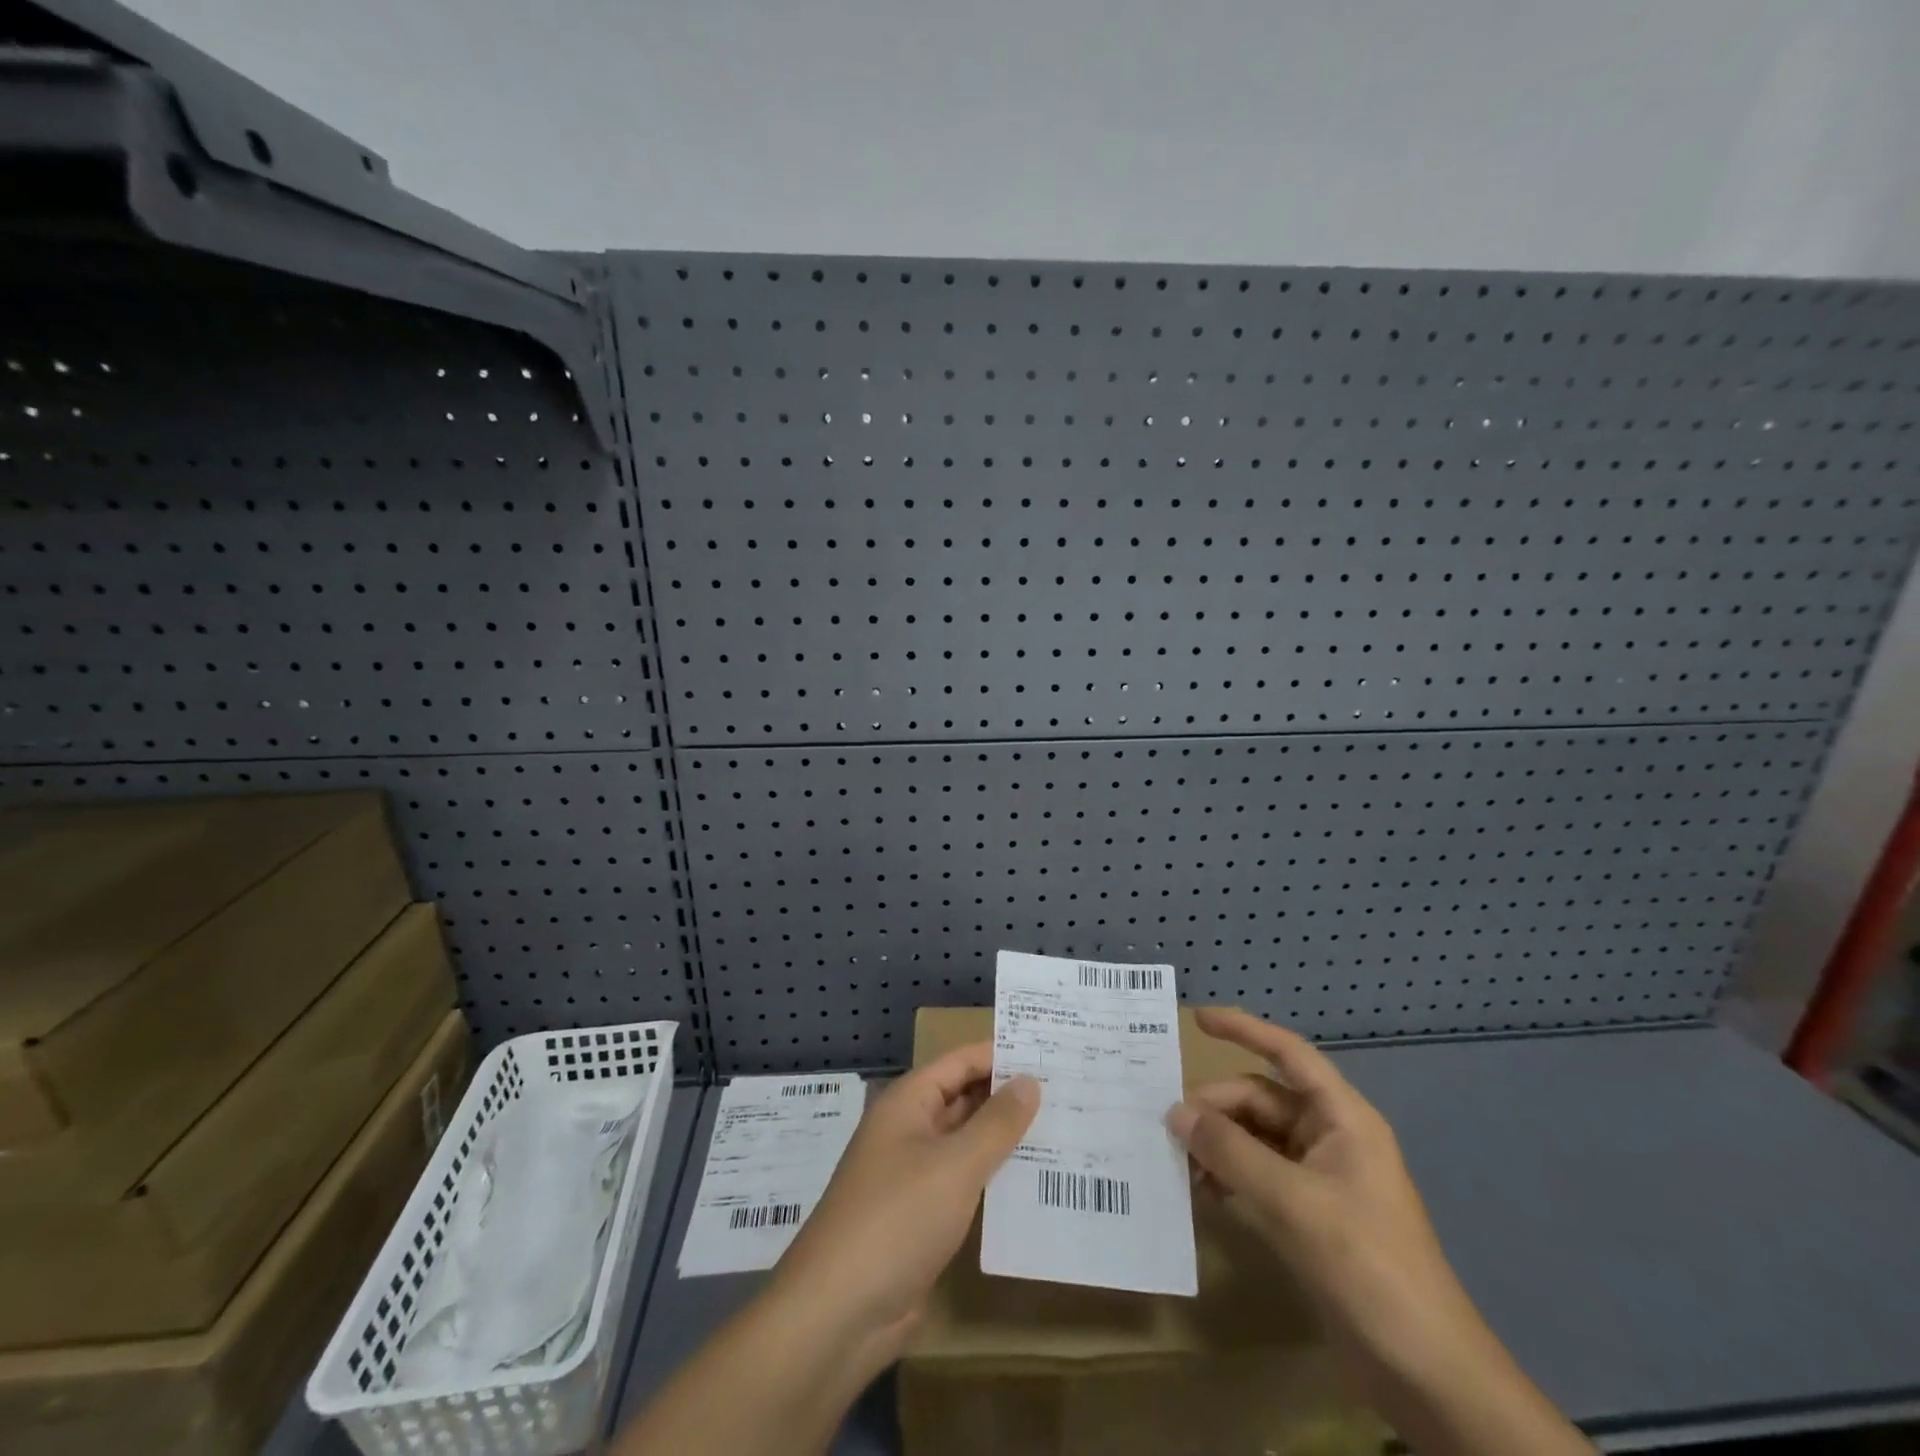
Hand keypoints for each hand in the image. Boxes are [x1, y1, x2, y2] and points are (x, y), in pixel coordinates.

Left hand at [768, 1043, 1038, 1373]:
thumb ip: (996, 1122)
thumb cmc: (897, 1219)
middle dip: (1009, 1095)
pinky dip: (994, 1178)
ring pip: (966, 1142)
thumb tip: (1029, 1080)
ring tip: (1063, 1131)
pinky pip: (964, 1182)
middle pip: (964, 1098)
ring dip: (1005, 1138)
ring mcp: (914, 1174)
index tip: (1051, 1051)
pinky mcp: (921, 1217)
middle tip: (1068, 1091)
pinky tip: (1033, 1184)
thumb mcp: (955, 1165)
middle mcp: (909, 1129)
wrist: (839, 1313)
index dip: (1002, 1054)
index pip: (961, 1061)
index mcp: (909, 1102)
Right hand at [1167, 1007, 1488, 1399]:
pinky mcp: (1309, 1216)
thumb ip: (1231, 1152)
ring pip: (1256, 1138)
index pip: (1288, 1054)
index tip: (1197, 1019)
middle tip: (1170, 1128)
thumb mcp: (1292, 1202)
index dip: (1244, 1029)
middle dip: (1217, 1107)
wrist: (1425, 1372)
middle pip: (1261, 1099)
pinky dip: (1229, 1176)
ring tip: (1178, 1160)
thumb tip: (1176, 1114)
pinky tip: (1201, 1191)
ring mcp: (1320, 1178)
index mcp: (1341, 1118)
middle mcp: (1330, 1138)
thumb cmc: (1367, 1266)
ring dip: (1218, 1144)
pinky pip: (1259, 1175)